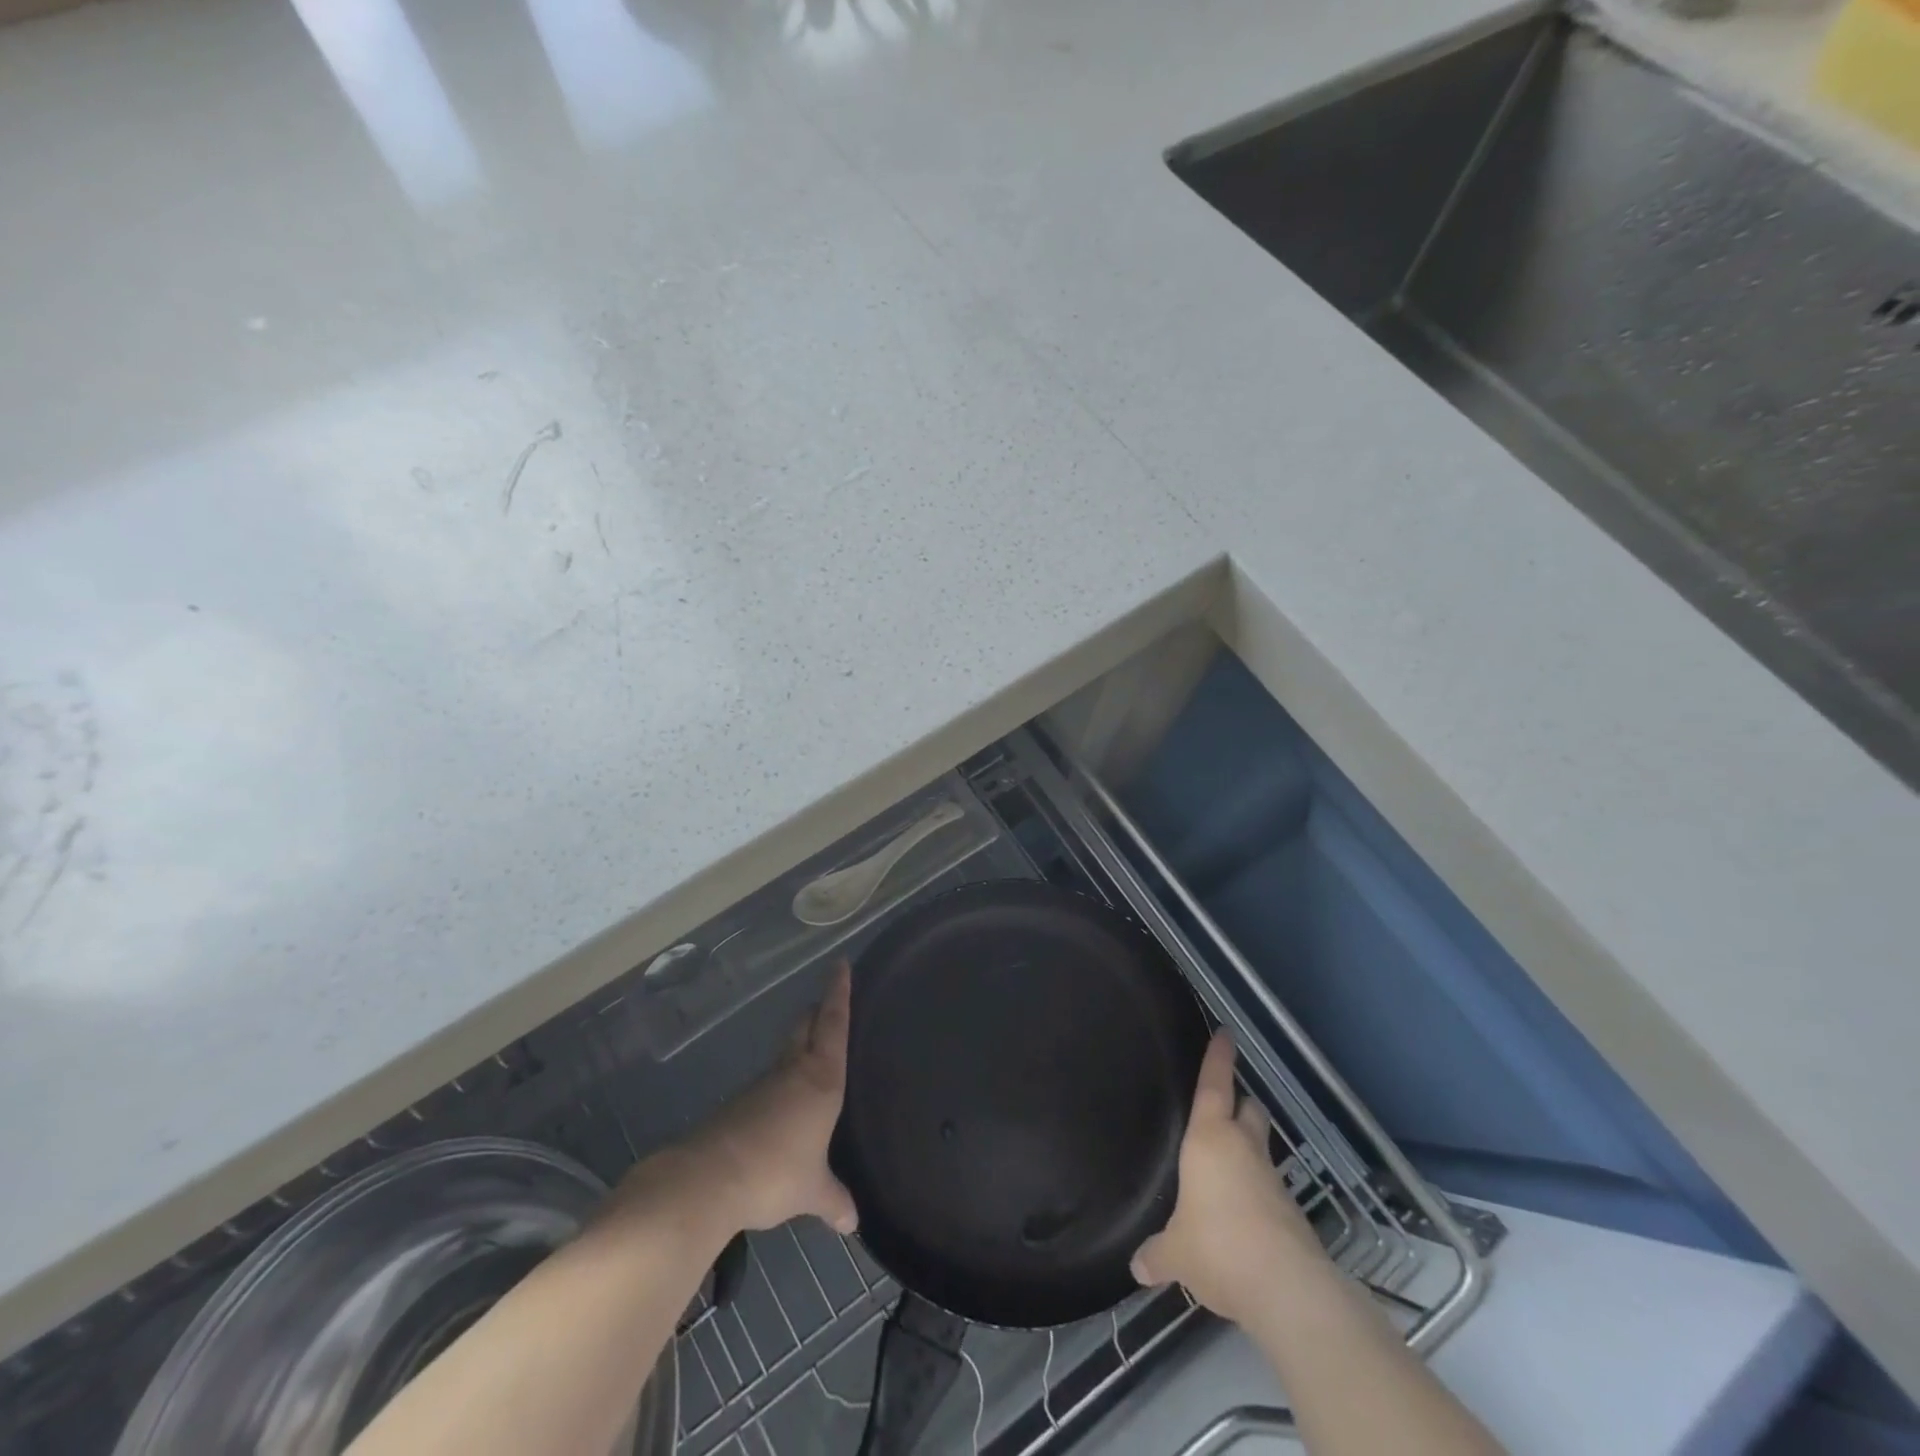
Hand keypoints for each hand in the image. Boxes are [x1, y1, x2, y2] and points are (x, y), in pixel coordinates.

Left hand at [675, 962, 858, 1234]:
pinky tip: (786, 1104)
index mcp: (820, 1079)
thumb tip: (852, 1222)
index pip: (833, 1024)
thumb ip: (833, 1200)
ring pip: (787, 1053)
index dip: (839, 993)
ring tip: (815, 1053)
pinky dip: (783, 1082)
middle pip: (806, 1027)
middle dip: (818, 1011)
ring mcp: (763, 1086)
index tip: (841, 964)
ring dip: (800, 1046)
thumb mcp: (812, 1190)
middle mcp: (793, 1072)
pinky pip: (771, 1083)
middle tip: (830, 1001)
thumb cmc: (775, 1172)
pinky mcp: (740, 1105)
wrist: (707, 1180)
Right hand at [1131, 1032, 1326, 1325]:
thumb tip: (1138, 1266)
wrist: (1288, 1290)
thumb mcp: (1176, 1254)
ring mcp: (1271, 1180)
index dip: (1218, 1058)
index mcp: (1209, 1140)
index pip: (1214, 1086)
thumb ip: (1157, 1253)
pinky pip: (1268, 1189)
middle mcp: (1244, 1149)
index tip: (1226, 1033)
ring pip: (1261, 1148)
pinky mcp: (1291, 1213)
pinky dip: (1256, 1193)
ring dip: (1249, 1150)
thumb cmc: (1219, 1248)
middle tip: (1227, 1104)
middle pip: (1249, 1110)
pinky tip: (1242, 1217)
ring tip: (1228, 1167)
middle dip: (1241, 1103)